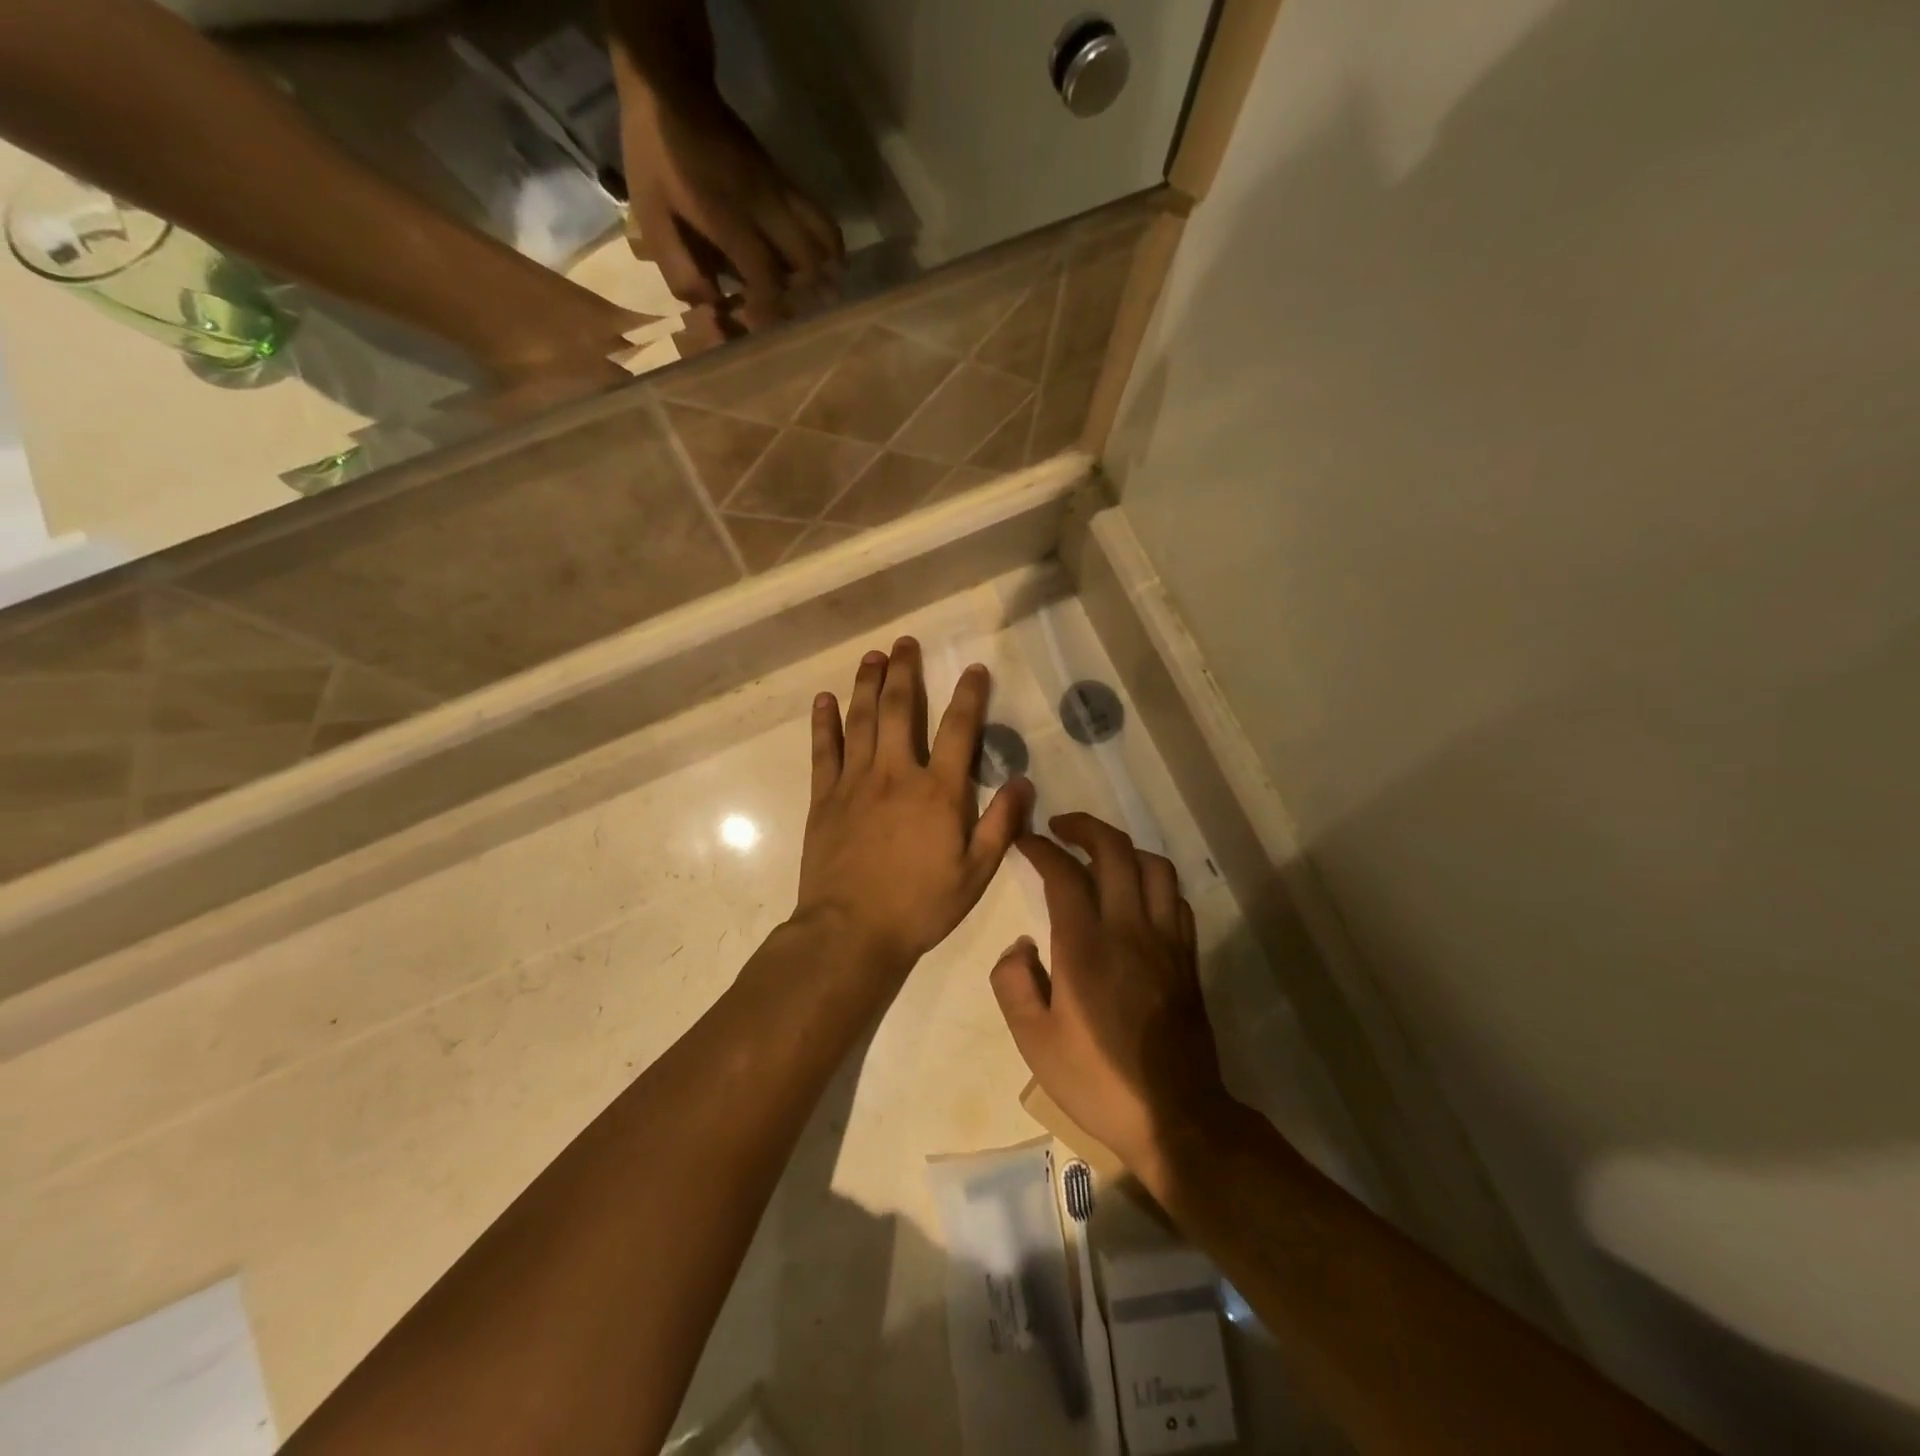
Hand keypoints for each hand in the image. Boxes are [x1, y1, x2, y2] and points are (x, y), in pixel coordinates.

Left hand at [613, 44, 842, 322]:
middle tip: (793, 322)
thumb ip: (680, 268)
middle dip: (805, 301)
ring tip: (815, 302)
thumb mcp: (651, 215)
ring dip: (826, 278)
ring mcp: (783, 193)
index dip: (770, 313)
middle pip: (809, 264)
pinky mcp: (790, 185)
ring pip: (827, 243)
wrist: (673, 89)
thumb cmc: (657, 157)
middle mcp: (766, 206)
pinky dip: (829, 255)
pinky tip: (818, 273)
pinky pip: (824, 226)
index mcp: (727, 215)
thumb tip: (713, 308)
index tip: (765, 336)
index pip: (766, 275)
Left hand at [795, 638, 1032, 987]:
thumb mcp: (975, 873)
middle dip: (904, 671)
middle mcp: (896, 773)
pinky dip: (824, 722)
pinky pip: (823, 750)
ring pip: (861, 720)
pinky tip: (824, 699)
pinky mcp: (824, 798)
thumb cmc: (919, 905)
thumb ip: (1001, 824)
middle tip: (904, 642)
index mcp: (938, 791)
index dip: (969, 695)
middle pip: (899, 709)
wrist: (851, 932)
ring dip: (866, 684)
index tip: (974, 668)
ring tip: (872, 656)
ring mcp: (855, 782)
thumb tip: (1023, 780)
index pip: (959, 729)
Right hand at [990, 814, 1233, 1190]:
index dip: (1040, 848)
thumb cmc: (1097, 1080)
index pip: (1063, 873)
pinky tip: (1136, 896)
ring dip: (1124, 849)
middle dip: (1084, 827)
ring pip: (1154, 866)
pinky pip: (1175, 898)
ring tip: (1099, 856)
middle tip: (1060, 828)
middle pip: (1115, 850)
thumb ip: (1013, 983)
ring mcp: (1166, 941)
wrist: (1175, 1117)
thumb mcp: (1034, 1042)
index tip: (1024, 842)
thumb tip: (1020, 945)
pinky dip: (1153, 882)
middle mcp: (1129, 929)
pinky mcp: (1187, 957)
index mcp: (1085, 947)